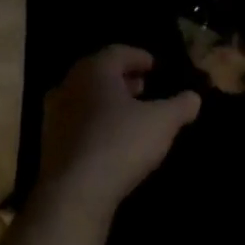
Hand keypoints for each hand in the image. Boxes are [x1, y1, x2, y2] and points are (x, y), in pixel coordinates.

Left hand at [36, 46, 200, 217]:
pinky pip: (78, 122)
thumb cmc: (120, 144)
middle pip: (99, 73)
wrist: (73, 191)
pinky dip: (96, 123)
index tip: (156, 66)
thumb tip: (194, 97)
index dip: (140, 57)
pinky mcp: (50, 142)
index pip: (118, 52)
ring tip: (131, 114)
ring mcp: (54, 114)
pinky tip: (112, 139)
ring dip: (108, 102)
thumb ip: (180, 106)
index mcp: (94, 70)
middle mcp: (68, 85)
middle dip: (123, 79)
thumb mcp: (162, 122)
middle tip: (144, 88)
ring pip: (86, 98)